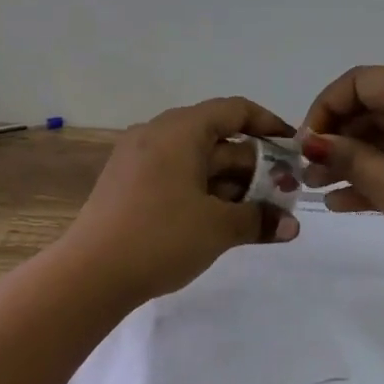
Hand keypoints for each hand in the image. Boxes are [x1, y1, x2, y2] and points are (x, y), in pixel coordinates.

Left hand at [61, 97, 301, 303]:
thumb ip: (259, 219)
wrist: (90, 273)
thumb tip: (291, 226)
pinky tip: (221, 222)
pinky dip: (202, 191)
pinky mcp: (127, 183)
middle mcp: (157, 133)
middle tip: (283, 196)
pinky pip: (175, 175)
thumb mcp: (218, 227)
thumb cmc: (161, 237)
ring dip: (230, 184)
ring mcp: (138, 158)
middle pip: (217, 138)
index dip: (269, 125)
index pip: (234, 110)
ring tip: (258, 216)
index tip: (293, 149)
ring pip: (196, 160)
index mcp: (180, 129)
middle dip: (253, 166)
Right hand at [302, 66, 383, 316]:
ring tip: (318, 188)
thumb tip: (315, 141)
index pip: (364, 81)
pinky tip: (347, 202)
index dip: (327, 106)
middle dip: (339, 137)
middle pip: (379, 107)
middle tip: (306, 171)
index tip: (305, 143)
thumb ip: (353, 160)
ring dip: (356, 159)